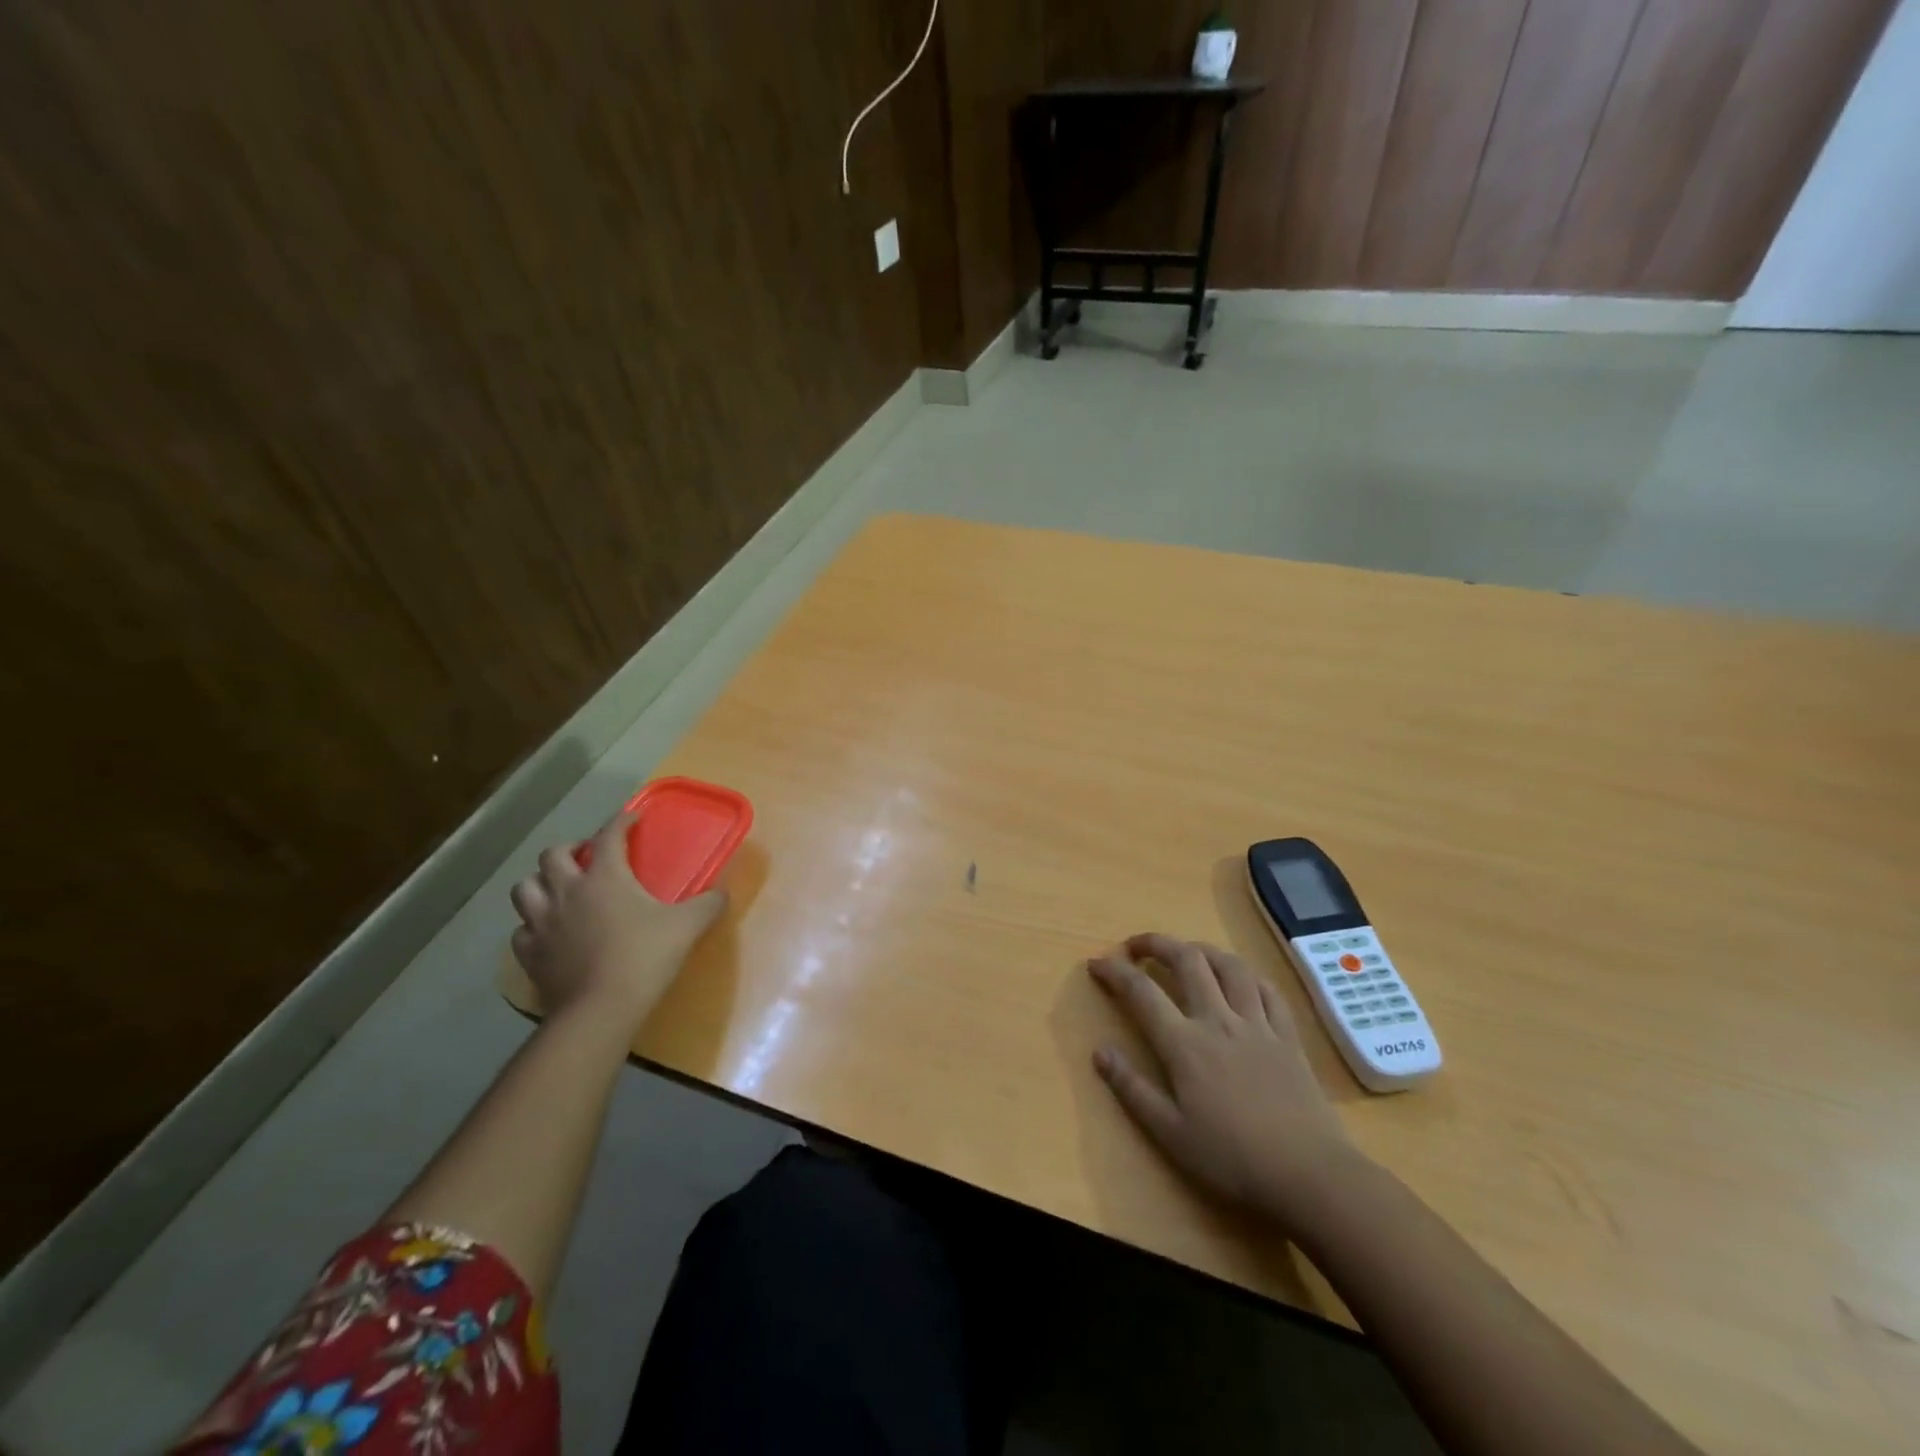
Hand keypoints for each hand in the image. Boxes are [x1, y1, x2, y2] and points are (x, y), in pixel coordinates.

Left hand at [509, 813, 725, 1030]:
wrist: (601, 1009)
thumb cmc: (645, 957)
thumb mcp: (687, 926)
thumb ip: (708, 904)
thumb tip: (722, 893)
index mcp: (605, 877)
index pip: (608, 836)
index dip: (620, 822)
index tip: (631, 818)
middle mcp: (567, 891)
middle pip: (552, 855)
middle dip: (570, 848)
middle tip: (588, 856)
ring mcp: (542, 923)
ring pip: (524, 888)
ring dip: (540, 882)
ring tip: (558, 889)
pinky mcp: (530, 954)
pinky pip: (521, 930)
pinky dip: (532, 925)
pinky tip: (547, 932)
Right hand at [1089, 933, 1361, 1227]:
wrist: (1309, 1176)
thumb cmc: (1232, 1159)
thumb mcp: (1170, 1133)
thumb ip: (1132, 1089)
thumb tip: (1099, 1051)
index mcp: (1185, 1044)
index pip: (1141, 992)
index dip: (1114, 971)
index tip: (1096, 963)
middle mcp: (1218, 1020)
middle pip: (1187, 960)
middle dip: (1157, 943)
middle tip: (1137, 946)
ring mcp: (1257, 1024)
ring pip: (1229, 966)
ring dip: (1202, 950)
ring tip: (1187, 953)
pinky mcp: (1288, 1036)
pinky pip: (1268, 990)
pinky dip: (1247, 975)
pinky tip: (1240, 979)